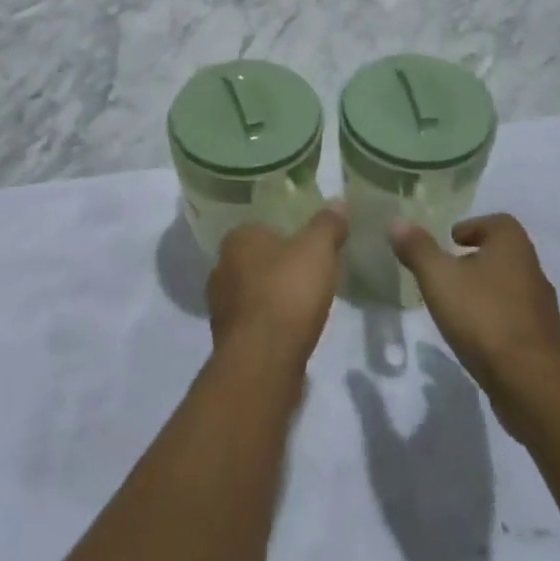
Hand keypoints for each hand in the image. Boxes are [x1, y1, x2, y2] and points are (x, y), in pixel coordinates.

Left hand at [207, 206, 348, 371]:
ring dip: (273, 297)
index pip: (261, 227)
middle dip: (278, 266)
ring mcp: (221, 307)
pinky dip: (271, 323)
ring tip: (305, 304)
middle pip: (255, 260)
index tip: (308, 247)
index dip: (286, 235)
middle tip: (310, 274)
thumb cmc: (287, 291)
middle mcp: (220, 268)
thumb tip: (338, 201)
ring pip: (252, 292)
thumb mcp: (317, 249)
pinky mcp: (228, 340)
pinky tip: (293, 330)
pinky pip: (254, 322)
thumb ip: (327, 224)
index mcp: (236, 239)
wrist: (264, 359)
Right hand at [388, 214, 559, 404]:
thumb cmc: (482, 317)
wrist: (530, 382)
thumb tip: (396, 222)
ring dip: (486, 290)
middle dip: (476, 258)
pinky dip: (496, 318)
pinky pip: (516, 318)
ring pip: (510, 286)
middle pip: (504, 254)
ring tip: (457, 304)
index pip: (498, 222)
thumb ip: (418, 249)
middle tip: (447, 271)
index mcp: (513, 246)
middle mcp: (533, 269)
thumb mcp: (439, 278)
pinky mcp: (543, 340)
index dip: (473, 227)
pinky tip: (475, 335)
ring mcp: (542, 307)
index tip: (451, 241)